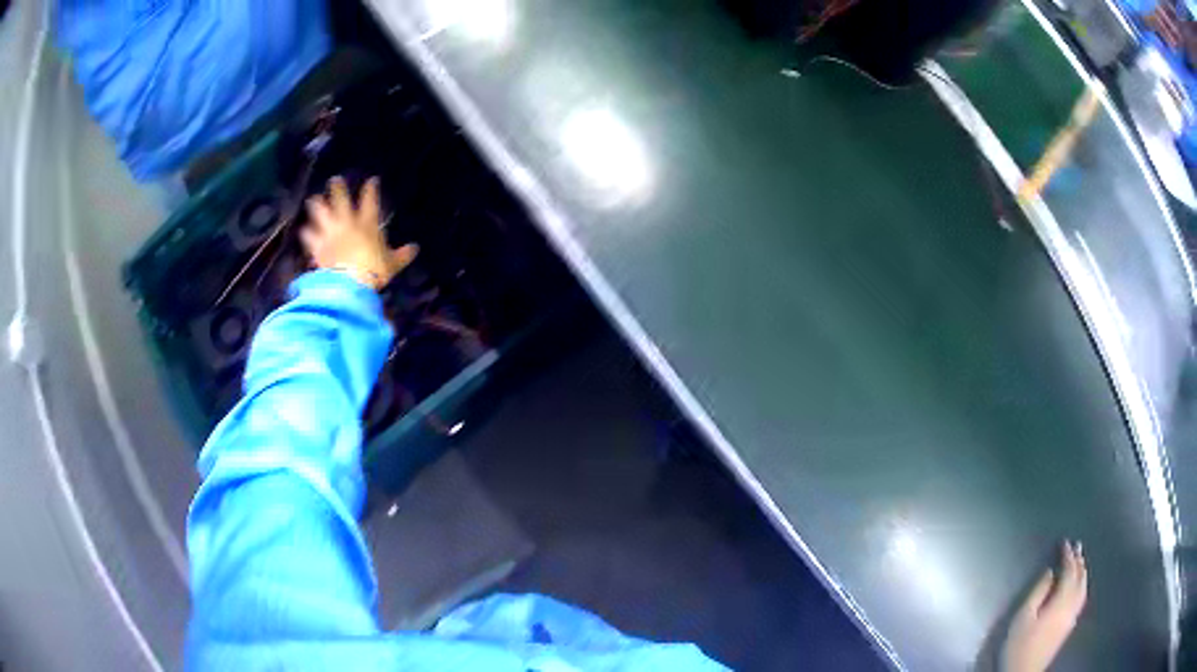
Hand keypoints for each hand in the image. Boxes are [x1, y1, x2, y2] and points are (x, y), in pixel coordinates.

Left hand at [302, 176, 417, 289]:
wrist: (351, 282)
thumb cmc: (374, 270)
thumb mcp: (392, 263)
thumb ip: (402, 255)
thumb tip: (415, 249)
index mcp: (367, 223)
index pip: (370, 201)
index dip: (371, 189)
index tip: (372, 180)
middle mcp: (347, 222)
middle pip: (341, 200)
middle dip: (338, 189)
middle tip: (334, 179)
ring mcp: (331, 233)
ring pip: (322, 214)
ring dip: (317, 206)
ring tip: (313, 199)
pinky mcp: (318, 246)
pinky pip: (310, 237)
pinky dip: (307, 234)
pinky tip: (304, 230)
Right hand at [1001, 541, 1087, 671]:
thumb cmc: (1020, 645)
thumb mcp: (1023, 617)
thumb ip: (1038, 592)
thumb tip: (1050, 572)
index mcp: (1061, 600)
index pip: (1070, 571)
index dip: (1068, 555)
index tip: (1065, 542)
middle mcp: (1071, 605)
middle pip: (1080, 578)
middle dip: (1078, 561)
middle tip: (1076, 547)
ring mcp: (1072, 616)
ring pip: (1083, 588)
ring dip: (1082, 572)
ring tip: (1079, 562)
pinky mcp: (1069, 626)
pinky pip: (1081, 598)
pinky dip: (1082, 585)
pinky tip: (1079, 586)